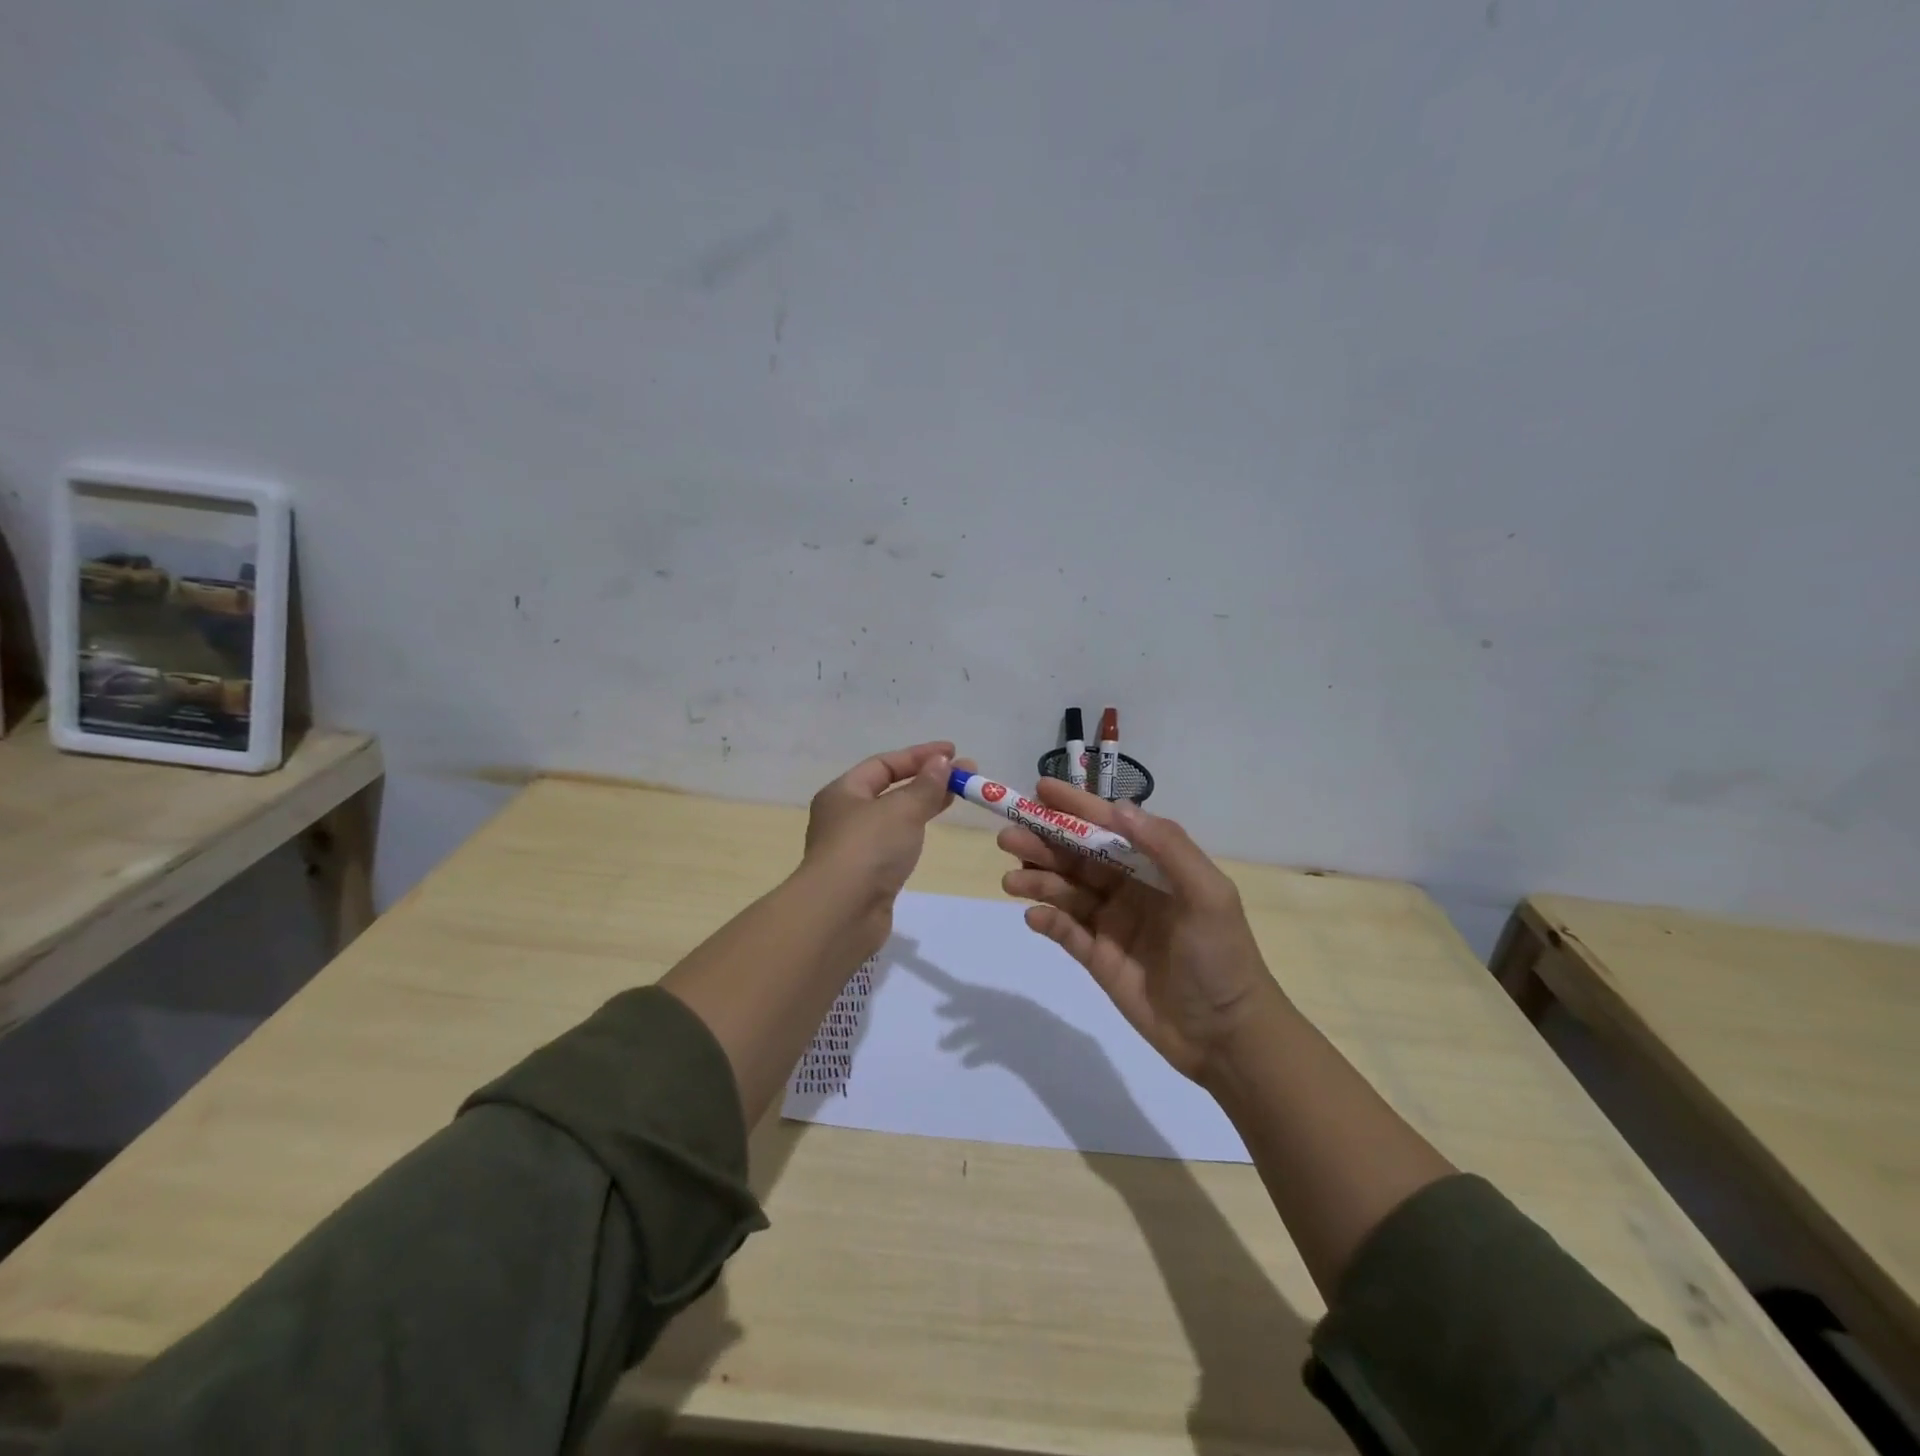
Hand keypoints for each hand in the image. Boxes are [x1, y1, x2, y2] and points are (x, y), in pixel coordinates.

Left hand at [801, 741, 961, 954]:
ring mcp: (854, 848)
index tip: (954, 753)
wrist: (841, 914)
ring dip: (923, 804)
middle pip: (890, 789)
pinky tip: (931, 831)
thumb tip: (941, 762)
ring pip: (894, 817)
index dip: (919, 755)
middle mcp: (844, 816)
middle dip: (928, 779)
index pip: (884, 764)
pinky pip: (894, 843)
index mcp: (843, 792)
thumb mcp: (901, 809)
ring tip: (956, 797)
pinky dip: (914, 831)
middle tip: (966, 776)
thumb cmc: (868, 849)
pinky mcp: (866, 875)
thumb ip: (925, 785)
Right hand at [997, 780, 1276, 1082]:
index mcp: (1155, 866)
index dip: (1075, 808)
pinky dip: (1047, 920)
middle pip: (1077, 856)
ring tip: (1012, 880)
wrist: (1226, 1036)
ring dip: (1037, 879)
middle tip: (1008, 837)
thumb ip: (1167, 847)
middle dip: (1043, 842)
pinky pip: (1065, 931)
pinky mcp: (1098, 958)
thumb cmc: (1221, 957)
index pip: (1109, 827)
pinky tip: (1035, 917)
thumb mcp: (1208, 895)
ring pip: (1065, 891)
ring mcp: (1111, 923)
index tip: (1040, 791)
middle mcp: (1129, 887)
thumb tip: (1119, 809)